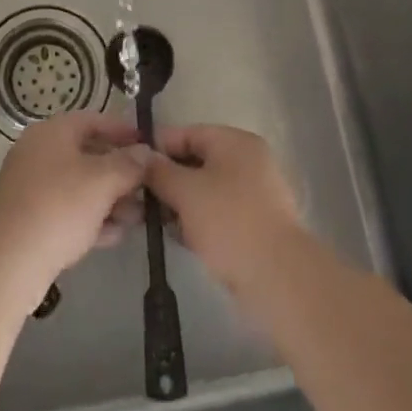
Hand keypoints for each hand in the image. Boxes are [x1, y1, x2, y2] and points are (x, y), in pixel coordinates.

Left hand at [0, 112, 149, 299]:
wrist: (9, 261)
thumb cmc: (59, 207)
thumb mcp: (102, 181)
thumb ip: (128, 164)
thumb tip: (146, 152)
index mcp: (52, 132)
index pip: (94, 120)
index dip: (123, 130)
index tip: (149, 145)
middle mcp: (40, 153)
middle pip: (88, 153)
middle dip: (121, 171)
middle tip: (149, 185)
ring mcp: (33, 187)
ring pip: (80, 185)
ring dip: (110, 198)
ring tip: (139, 216)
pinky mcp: (31, 219)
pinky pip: (69, 211)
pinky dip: (92, 218)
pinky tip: (117, 234)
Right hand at [144, 124, 301, 294]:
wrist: (278, 277)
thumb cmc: (229, 222)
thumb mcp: (186, 191)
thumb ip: (160, 171)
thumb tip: (143, 157)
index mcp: (235, 142)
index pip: (188, 133)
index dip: (158, 147)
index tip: (133, 167)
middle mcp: (248, 161)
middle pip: (197, 161)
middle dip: (168, 179)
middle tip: (141, 198)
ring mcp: (255, 193)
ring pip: (207, 189)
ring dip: (181, 202)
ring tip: (156, 220)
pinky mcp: (256, 224)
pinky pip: (219, 213)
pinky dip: (199, 220)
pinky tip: (180, 237)